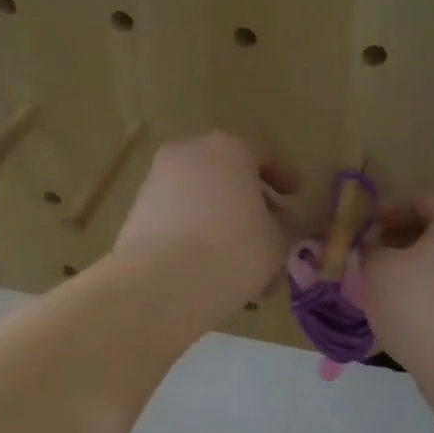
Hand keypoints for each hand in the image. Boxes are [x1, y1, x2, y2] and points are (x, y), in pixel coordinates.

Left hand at [113, 132, 294, 317]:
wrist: (162, 283)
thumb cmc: (233, 251)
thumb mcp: (277, 241)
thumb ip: (284, 227)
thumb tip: (278, 224)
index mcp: (228, 148)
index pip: (264, 154)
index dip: (284, 176)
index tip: (295, 195)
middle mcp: (189, 155)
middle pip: (228, 175)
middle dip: (250, 203)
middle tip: (270, 231)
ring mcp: (157, 182)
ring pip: (202, 200)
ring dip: (224, 224)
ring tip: (243, 262)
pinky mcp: (138, 214)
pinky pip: (179, 220)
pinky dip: (198, 237)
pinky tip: (213, 269)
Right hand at [363, 196, 433, 380]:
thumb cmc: (419, 307)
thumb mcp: (379, 271)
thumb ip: (370, 250)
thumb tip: (373, 248)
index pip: (422, 200)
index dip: (388, 208)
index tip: (364, 225)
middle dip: (401, 238)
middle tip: (371, 253)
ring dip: (417, 265)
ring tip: (386, 283)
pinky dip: (433, 290)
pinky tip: (410, 309)